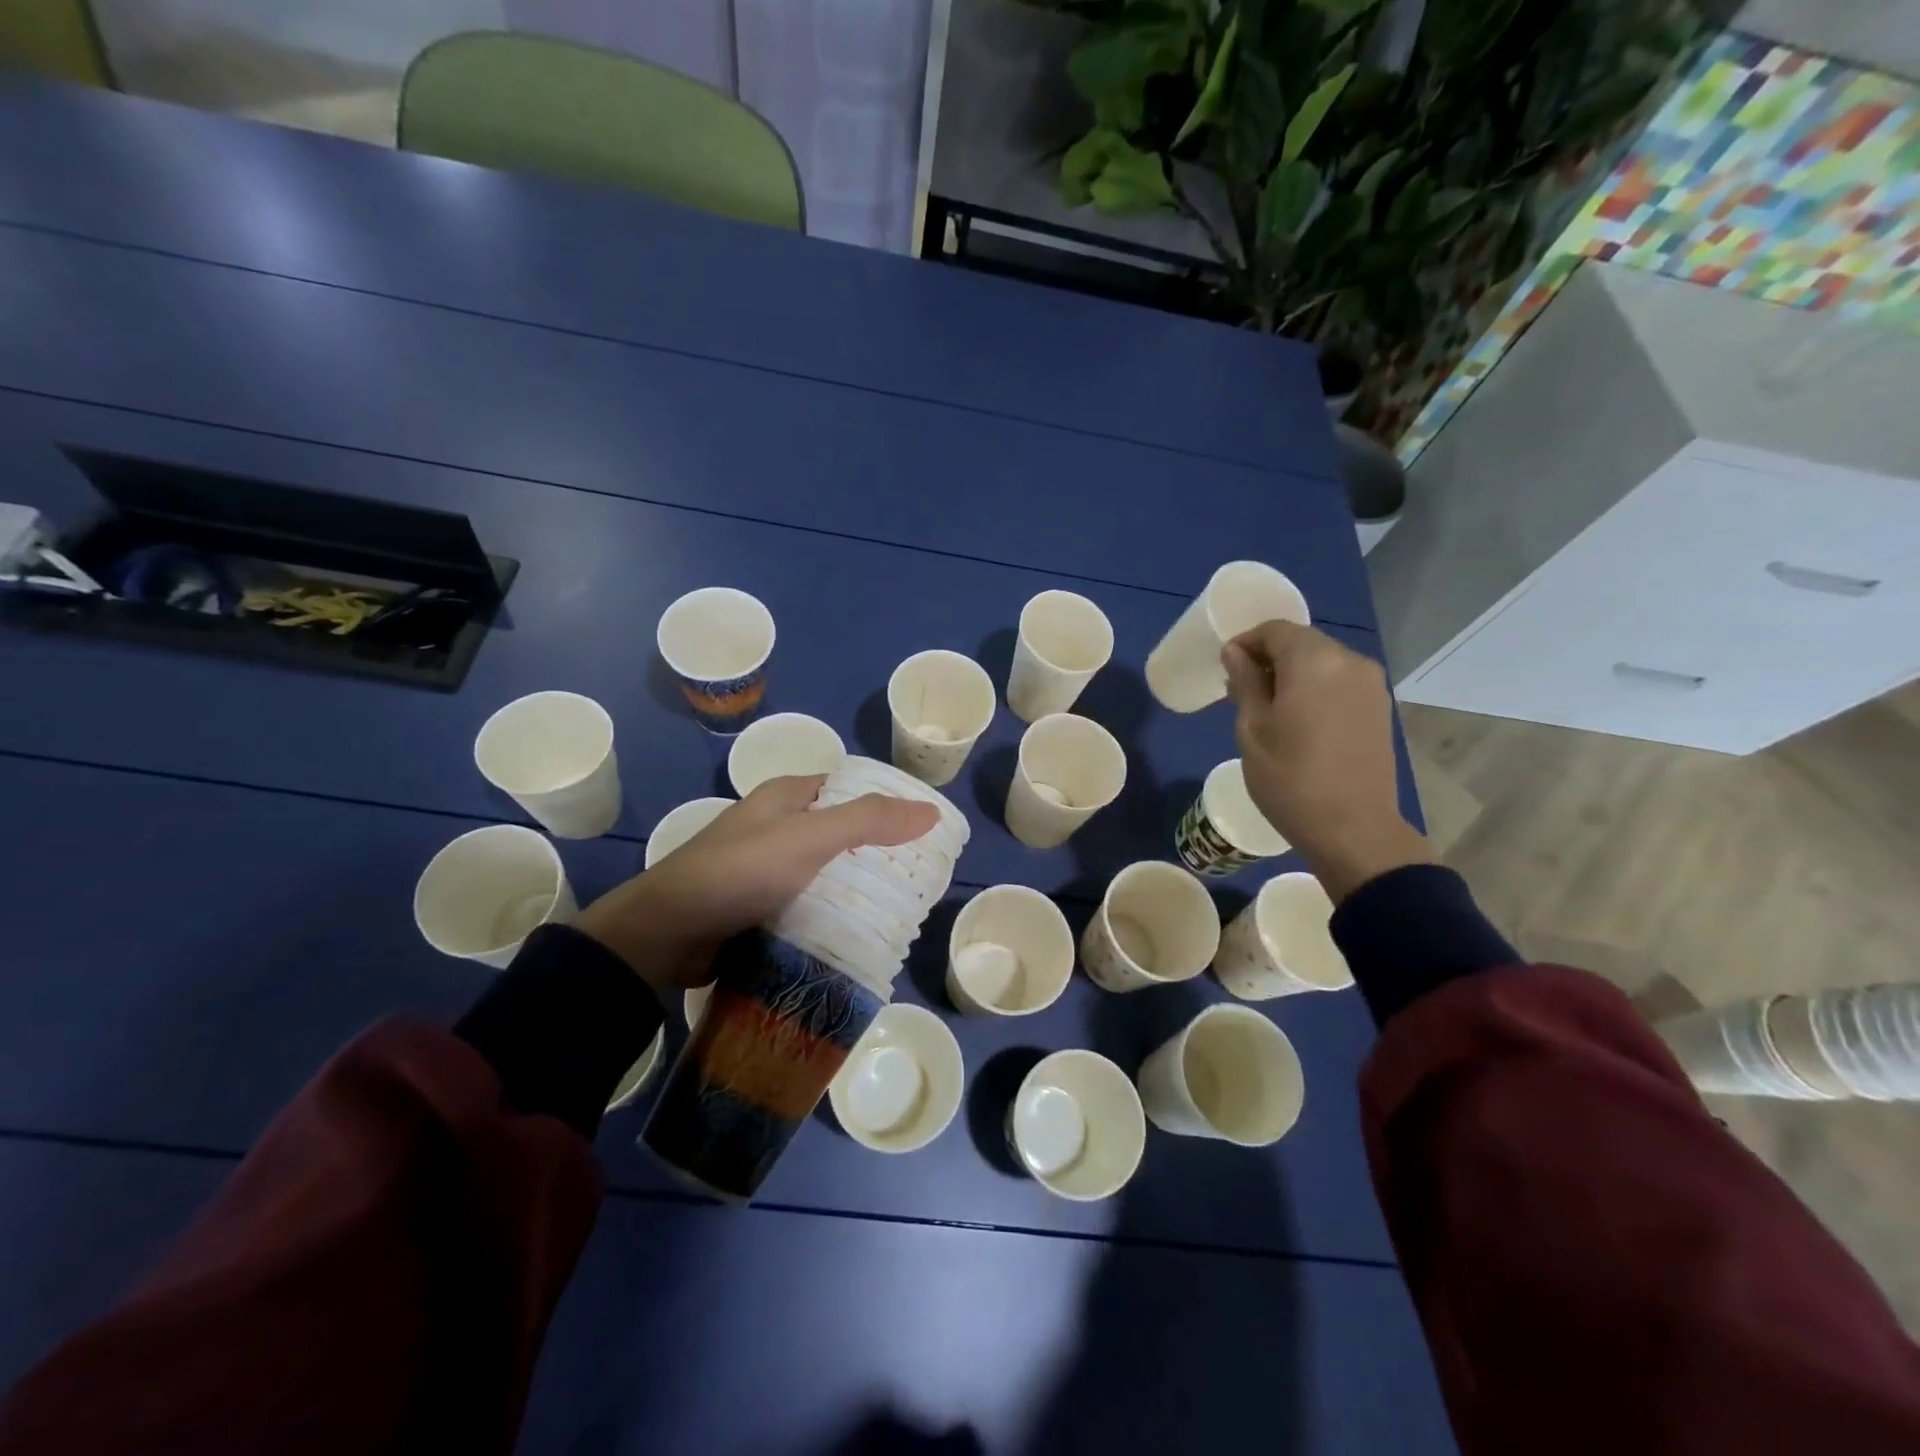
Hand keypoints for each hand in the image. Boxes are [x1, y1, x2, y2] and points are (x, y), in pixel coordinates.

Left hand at [573, 775, 938, 991]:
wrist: (665, 935)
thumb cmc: (739, 872)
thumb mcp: (808, 838)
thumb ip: (868, 820)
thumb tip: (931, 812)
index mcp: (787, 796)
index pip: (851, 788)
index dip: (889, 803)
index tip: (928, 831)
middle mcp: (779, 826)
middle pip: (844, 832)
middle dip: (880, 852)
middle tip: (923, 878)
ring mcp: (769, 869)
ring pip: (829, 872)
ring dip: (859, 888)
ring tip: (905, 909)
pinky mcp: (763, 907)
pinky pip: (811, 904)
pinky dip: (835, 914)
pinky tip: (863, 932)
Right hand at [1222, 620, 1432, 901]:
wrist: (1353, 829)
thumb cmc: (1290, 778)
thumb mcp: (1252, 729)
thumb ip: (1245, 682)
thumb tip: (1237, 652)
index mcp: (1314, 661)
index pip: (1275, 630)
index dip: (1245, 643)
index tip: (1226, 670)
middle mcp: (1349, 661)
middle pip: (1301, 642)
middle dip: (1269, 659)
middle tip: (1241, 692)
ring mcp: (1370, 685)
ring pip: (1321, 662)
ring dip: (1292, 675)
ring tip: (1268, 710)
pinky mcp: (1379, 708)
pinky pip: (1339, 682)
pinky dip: (1315, 689)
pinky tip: (1299, 722)